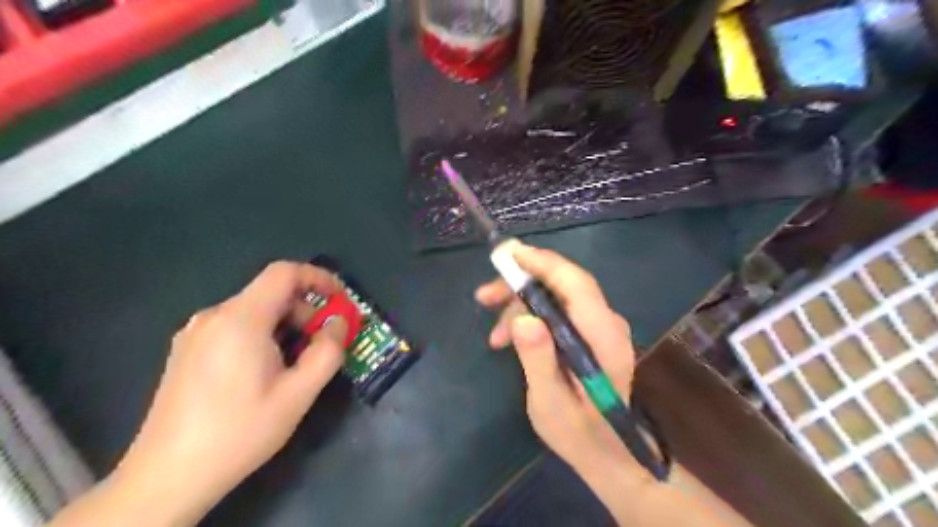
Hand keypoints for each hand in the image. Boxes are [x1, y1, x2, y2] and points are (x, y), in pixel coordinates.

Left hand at [112, 261, 346, 524]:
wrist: (167, 477)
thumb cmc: (240, 431)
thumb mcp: (299, 394)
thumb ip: (328, 351)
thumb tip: (339, 323)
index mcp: (241, 319)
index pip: (284, 273)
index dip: (318, 277)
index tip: (340, 299)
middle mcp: (213, 316)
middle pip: (271, 294)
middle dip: (305, 312)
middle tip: (322, 344)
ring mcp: (195, 333)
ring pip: (254, 312)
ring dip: (285, 327)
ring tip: (294, 365)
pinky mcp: (187, 350)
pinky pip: (235, 327)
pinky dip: (262, 335)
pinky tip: (264, 372)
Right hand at [478, 242, 646, 477]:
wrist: (606, 452)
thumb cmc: (577, 432)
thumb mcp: (550, 402)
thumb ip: (539, 360)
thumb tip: (523, 319)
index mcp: (603, 338)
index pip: (575, 284)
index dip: (542, 263)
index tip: (508, 254)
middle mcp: (607, 323)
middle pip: (562, 284)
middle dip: (520, 285)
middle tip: (483, 296)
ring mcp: (599, 327)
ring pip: (556, 296)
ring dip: (521, 305)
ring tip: (493, 336)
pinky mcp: (589, 333)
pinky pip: (557, 310)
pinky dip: (530, 317)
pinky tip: (509, 338)